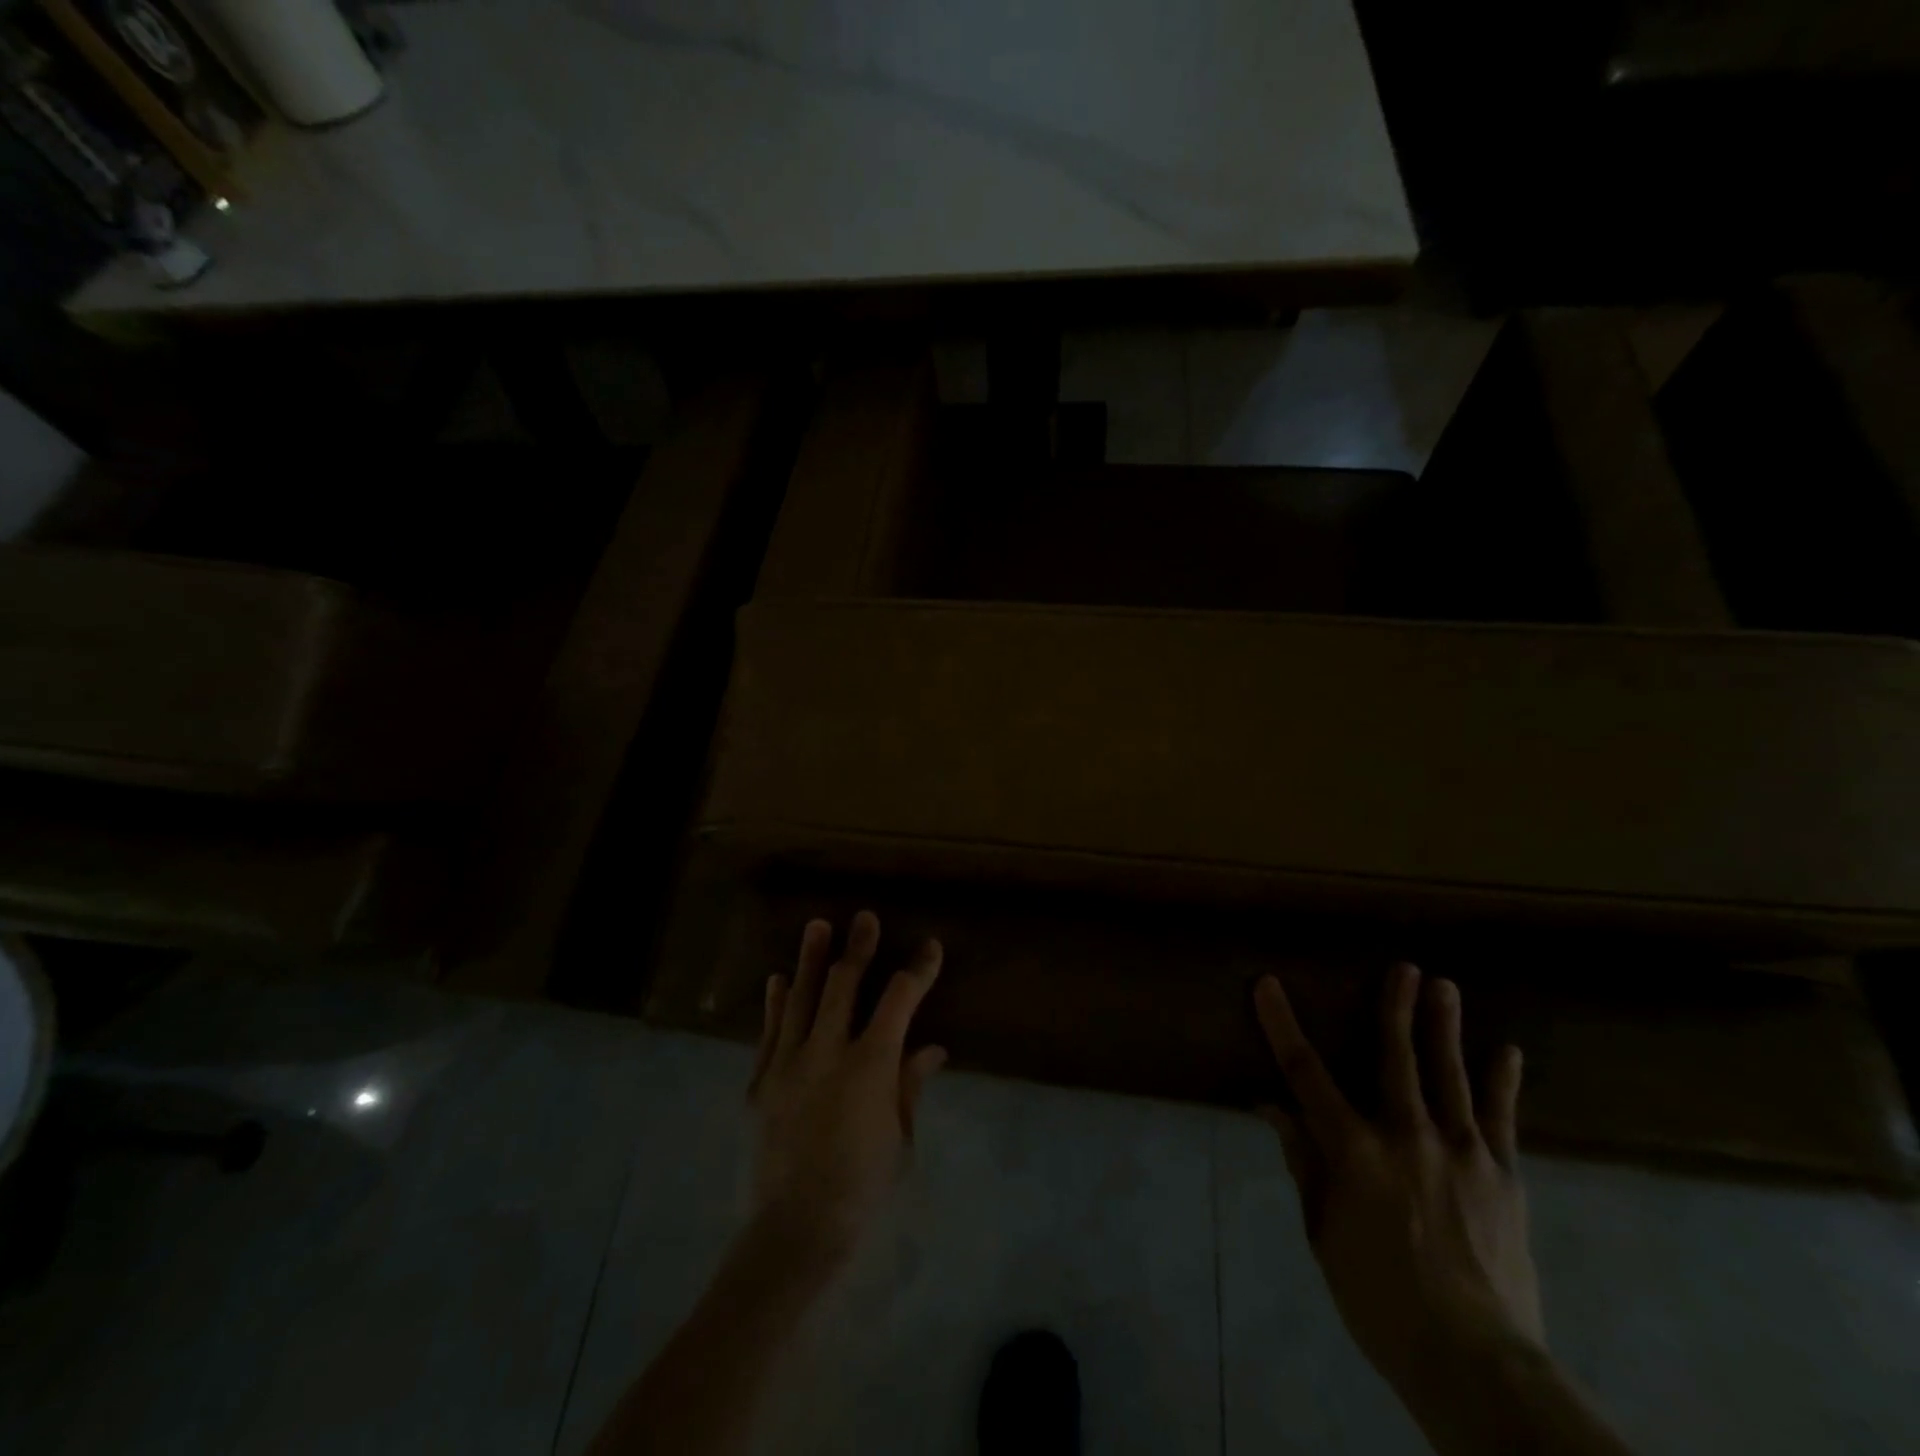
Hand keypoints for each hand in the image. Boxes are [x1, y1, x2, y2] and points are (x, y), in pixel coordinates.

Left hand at [746, 911, 946, 1267]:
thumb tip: (932, 1048)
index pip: (900, 1001)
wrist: (794, 1229)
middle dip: (859, 948)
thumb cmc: (860, 1187)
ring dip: (811, 960)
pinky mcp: (761, 1081)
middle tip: (864, 918)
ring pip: (802, 998)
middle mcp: (828, 1051)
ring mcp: (788, 1063)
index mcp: (870, 1065)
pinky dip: (776, 1003)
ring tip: (817, 925)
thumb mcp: (899, 1138)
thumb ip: (910, 1085)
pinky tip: (779, 979)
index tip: (930, 947)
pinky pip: (769, 1031)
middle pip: (844, 985)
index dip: (918, 971)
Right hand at [1253, 964, 1541, 1394]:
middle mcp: (1406, 1137)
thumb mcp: (1323, 1234)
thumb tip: (1274, 1108)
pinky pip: (1502, 1120)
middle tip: (1403, 966)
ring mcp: (1461, 1154)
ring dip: (1445, 1028)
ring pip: (1449, 1076)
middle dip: (1395, 1008)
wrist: (1475, 1363)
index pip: (1305, 1074)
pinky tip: (1508, 1052)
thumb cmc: (1379, 1299)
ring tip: (1445, 985)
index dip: (1282, 1024)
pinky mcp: (1503, 1178)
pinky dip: (1502, 1084)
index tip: (1267, 984)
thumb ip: (1304, 1164)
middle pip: (1396, 1058)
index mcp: (1353, 1151)